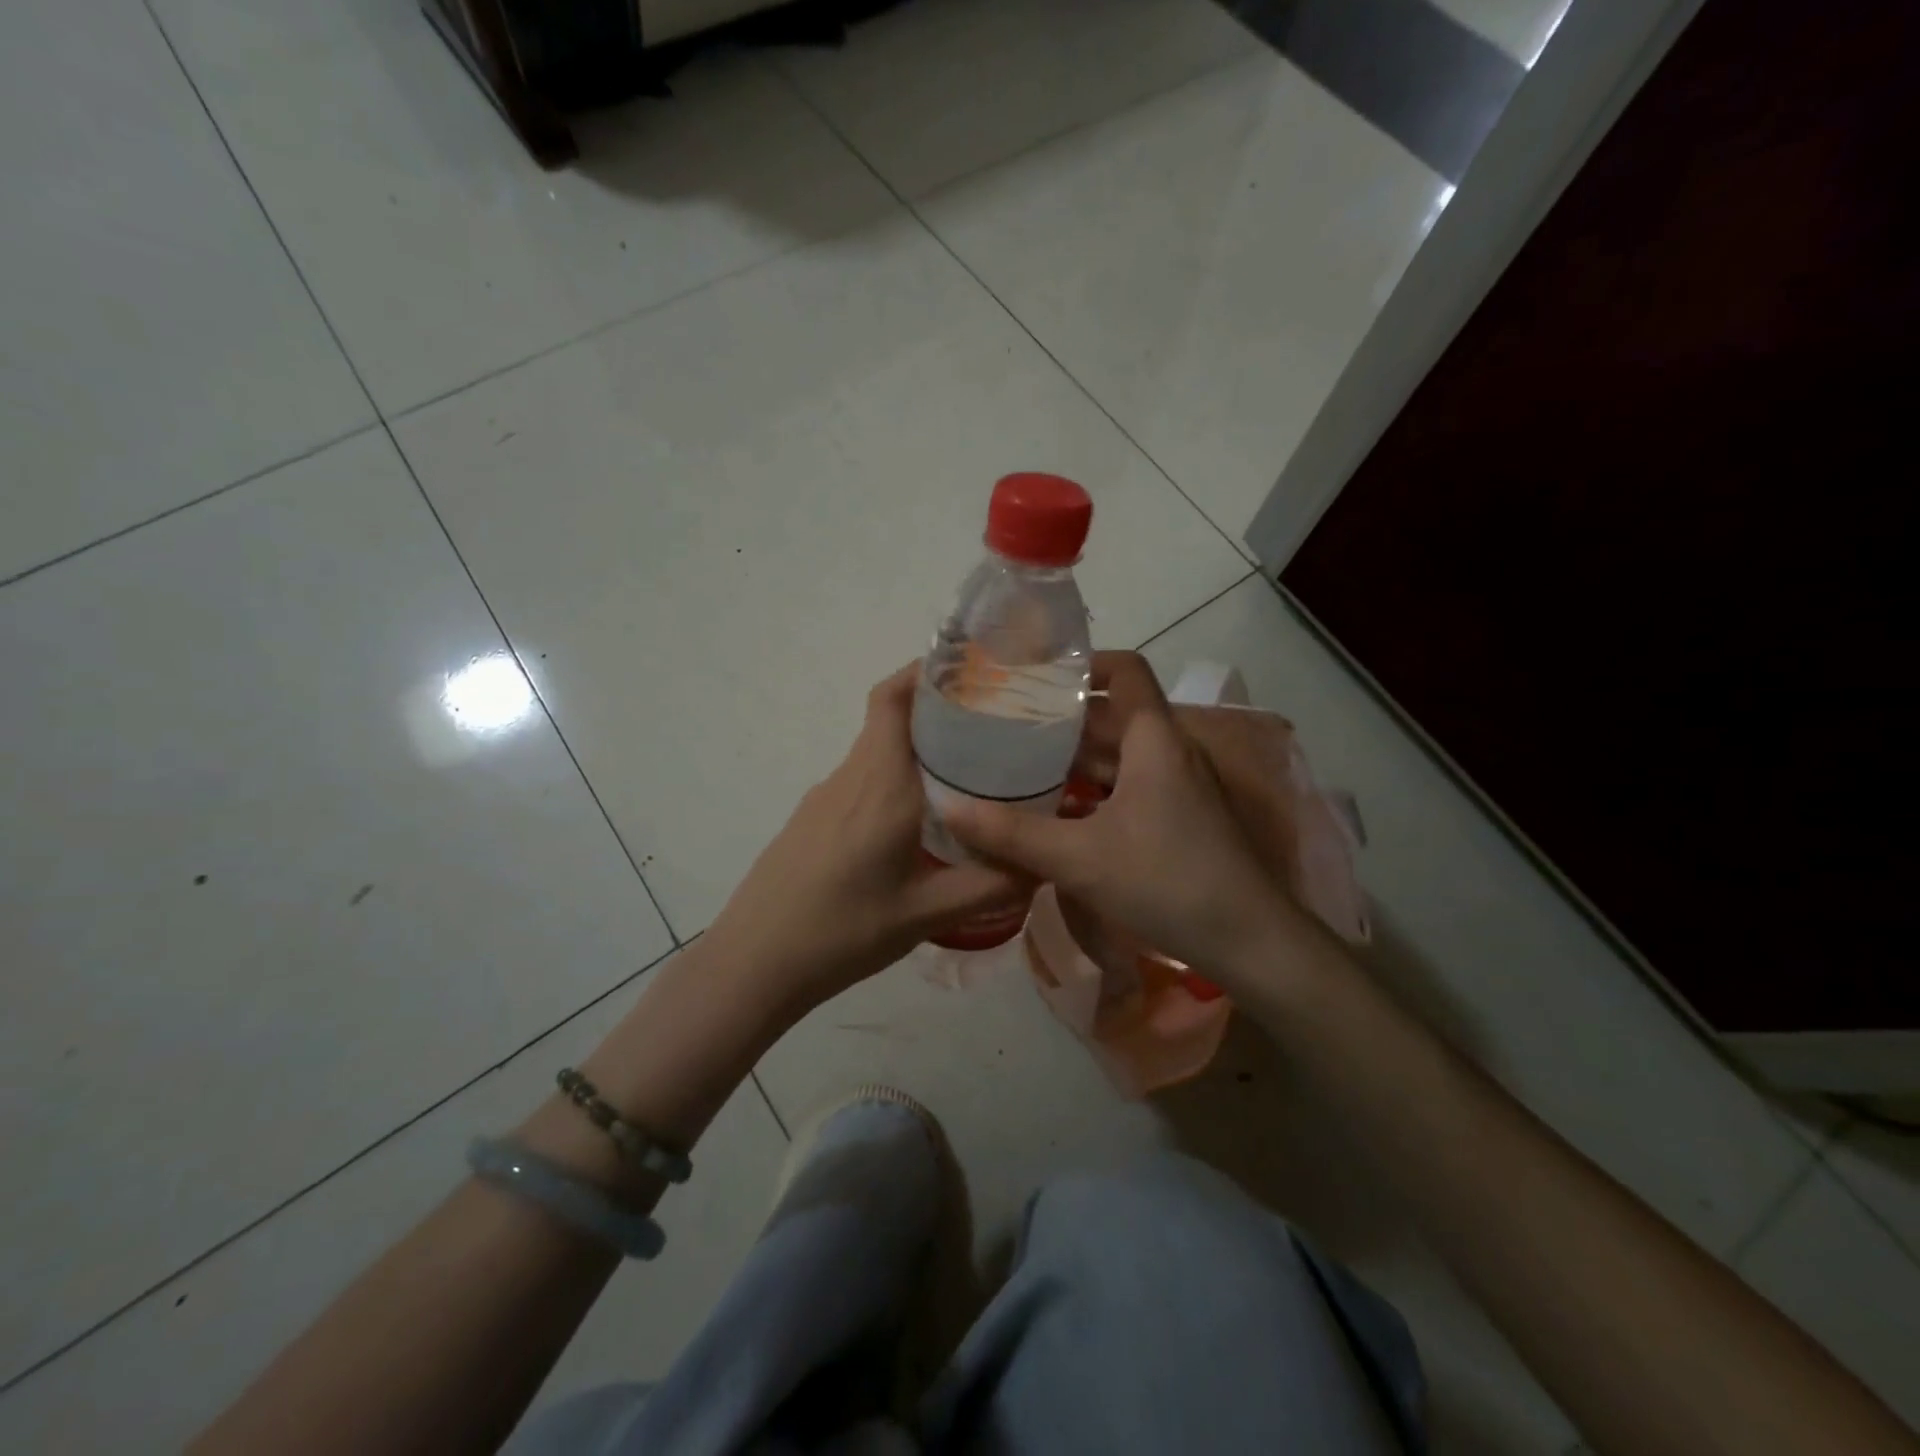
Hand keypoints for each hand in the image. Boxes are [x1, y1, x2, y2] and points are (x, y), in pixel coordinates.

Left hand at [703, 663, 1028, 1015]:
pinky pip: (862, 780)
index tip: (971, 669)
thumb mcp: (925, 914)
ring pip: (877, 752)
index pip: (893, 699)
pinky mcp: (812, 819)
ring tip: (969, 775)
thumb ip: (989, 886)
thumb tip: (1042, 863)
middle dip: (938, 711)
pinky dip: (895, 779)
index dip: (924, 670)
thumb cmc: (841, 933)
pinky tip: (920, 822)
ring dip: (918, 749)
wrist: (752, 963)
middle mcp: (851, 777)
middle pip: (890, 719)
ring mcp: (825, 797)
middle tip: (993, 728)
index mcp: (880, 784)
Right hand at [945, 653, 1300, 984]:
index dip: (1083, 664)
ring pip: (1119, 754)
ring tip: (1018, 765)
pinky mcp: (1180, 818)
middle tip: (1005, 724)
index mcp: (1154, 739)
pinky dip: (1092, 790)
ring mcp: (1178, 786)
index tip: (1034, 676)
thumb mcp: (1080, 858)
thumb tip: (947, 807)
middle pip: (1113, 714)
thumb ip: (1012, 834)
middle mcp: (1169, 751)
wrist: (1252, 942)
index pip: (1125, 671)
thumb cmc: (1168, 882)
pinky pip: (1128, 786)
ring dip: (1073, 759)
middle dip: (1060, 718)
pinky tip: (1056, 812)